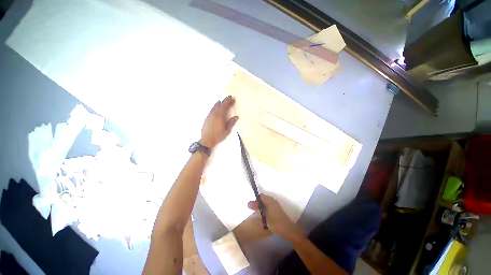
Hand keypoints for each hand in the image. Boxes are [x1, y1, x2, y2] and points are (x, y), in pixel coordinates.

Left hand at [200, 96, 238, 148]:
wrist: (207, 140)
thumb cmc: (218, 136)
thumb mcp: (227, 131)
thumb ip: (231, 123)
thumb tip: (236, 117)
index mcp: (220, 116)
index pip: (225, 106)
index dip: (229, 102)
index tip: (233, 99)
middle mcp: (214, 114)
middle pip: (220, 105)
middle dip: (225, 101)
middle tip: (229, 97)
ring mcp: (210, 115)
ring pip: (214, 106)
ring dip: (219, 103)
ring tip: (222, 101)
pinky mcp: (207, 118)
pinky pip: (211, 110)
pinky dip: (215, 107)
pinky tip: (216, 108)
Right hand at [248, 194, 303, 240]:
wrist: (288, 229)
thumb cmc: (275, 222)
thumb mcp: (263, 216)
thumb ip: (256, 209)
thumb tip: (248, 203)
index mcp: (269, 200)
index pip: (260, 196)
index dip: (255, 200)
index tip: (252, 207)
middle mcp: (273, 200)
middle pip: (263, 199)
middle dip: (258, 204)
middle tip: (254, 212)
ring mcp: (275, 204)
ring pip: (265, 203)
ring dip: (261, 208)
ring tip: (259, 215)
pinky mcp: (277, 209)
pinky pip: (269, 206)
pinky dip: (265, 210)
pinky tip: (264, 217)